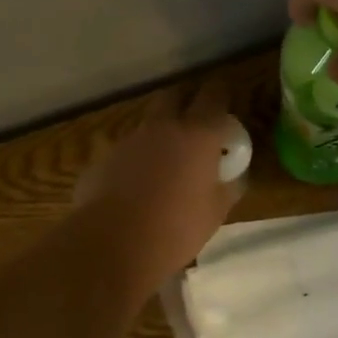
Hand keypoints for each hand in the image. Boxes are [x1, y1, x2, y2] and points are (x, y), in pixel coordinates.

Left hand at [74, 85, 242, 287]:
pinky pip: (127, 150)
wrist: (113, 245)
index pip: (214, 94)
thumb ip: (228, 186)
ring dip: (160, 133)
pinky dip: (136, 160)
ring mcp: (129, 140)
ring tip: (166, 162)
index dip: (221, 92)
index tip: (226, 99)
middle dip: (186, 101)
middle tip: (196, 121)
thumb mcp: (216, 212)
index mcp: (198, 134)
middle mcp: (163, 127)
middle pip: (174, 95)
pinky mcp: (104, 159)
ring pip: (148, 124)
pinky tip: (137, 187)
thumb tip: (233, 177)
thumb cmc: (176, 228)